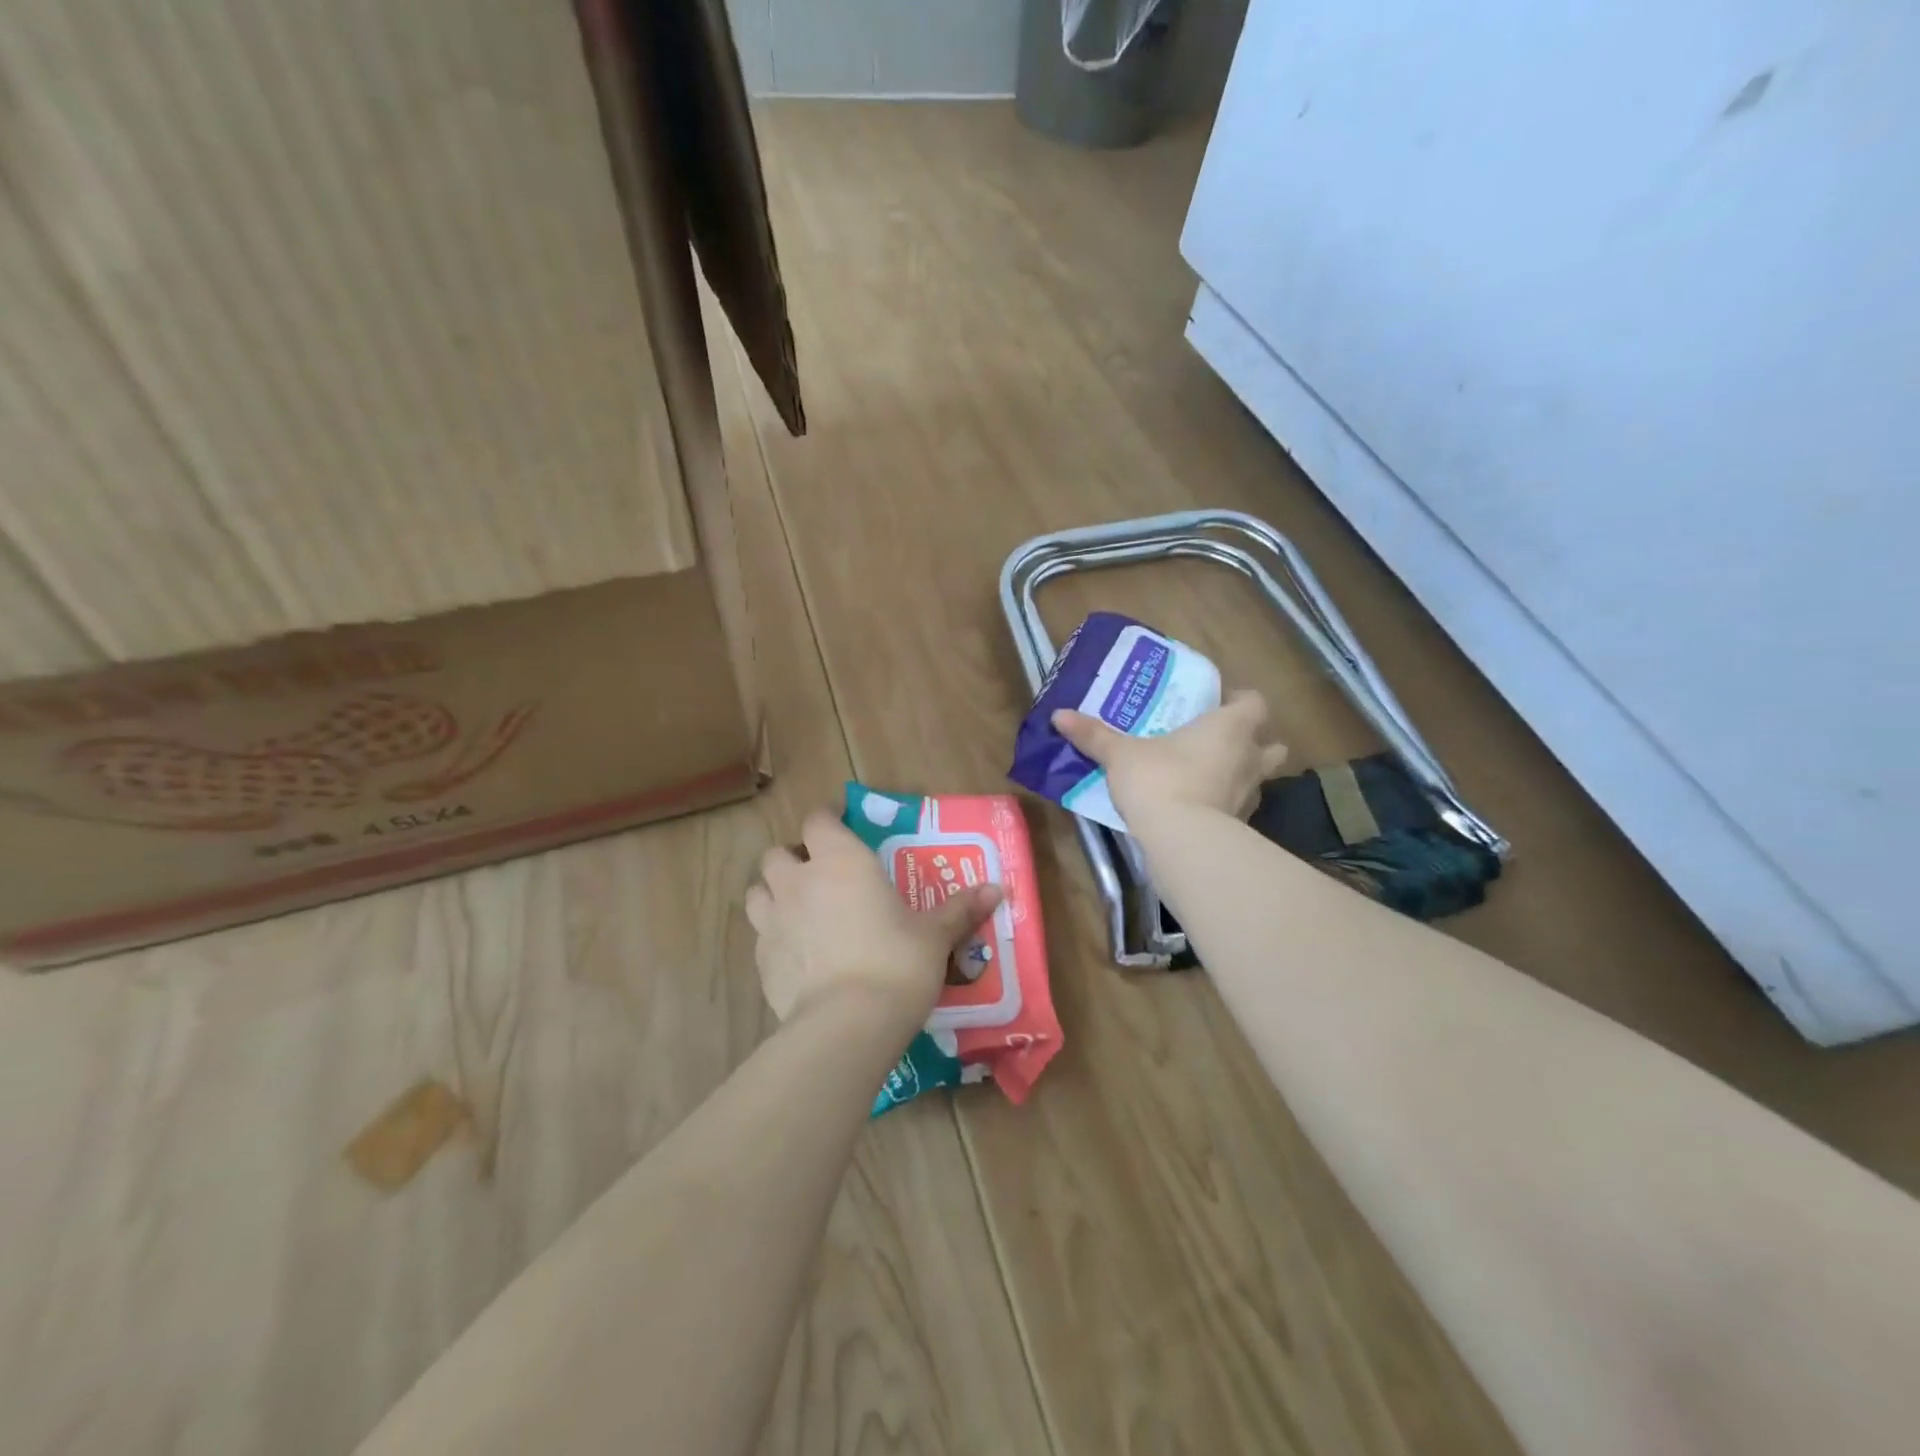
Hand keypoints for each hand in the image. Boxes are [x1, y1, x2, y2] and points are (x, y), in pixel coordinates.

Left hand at [745, 811, 1003, 1030]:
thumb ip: (960, 909)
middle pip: (777, 854)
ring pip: (758, 891)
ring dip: (774, 894)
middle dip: (793, 860)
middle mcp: (800, 881)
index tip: (839, 829)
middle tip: (819, 877)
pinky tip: (797, 956)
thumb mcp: (935, 936)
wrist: (849, 1023)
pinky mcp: (760, 960)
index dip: (826, 821)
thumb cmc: (898, 963)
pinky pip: (760, 935)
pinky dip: (774, 937)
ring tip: (798, 912)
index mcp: (842, 861)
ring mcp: (773, 920)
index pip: (818, 820)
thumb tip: (998, 889)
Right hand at [1053, 689, 1288, 824]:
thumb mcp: (1120, 754)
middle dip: (1255, 742)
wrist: (1181, 840)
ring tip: (1212, 776)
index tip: (1218, 704)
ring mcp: (1250, 795)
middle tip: (1222, 742)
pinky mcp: (1242, 826)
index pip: (1255, 702)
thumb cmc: (1158, 780)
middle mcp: (1249, 758)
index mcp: (1229, 727)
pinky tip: (1202, 808)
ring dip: (1243, 775)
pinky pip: (1241, 807)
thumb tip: (1058, 714)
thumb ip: (1094, 734)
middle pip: (1272, 744)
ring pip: (1260, 778)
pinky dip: (1227, 805)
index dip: (1240, 700)